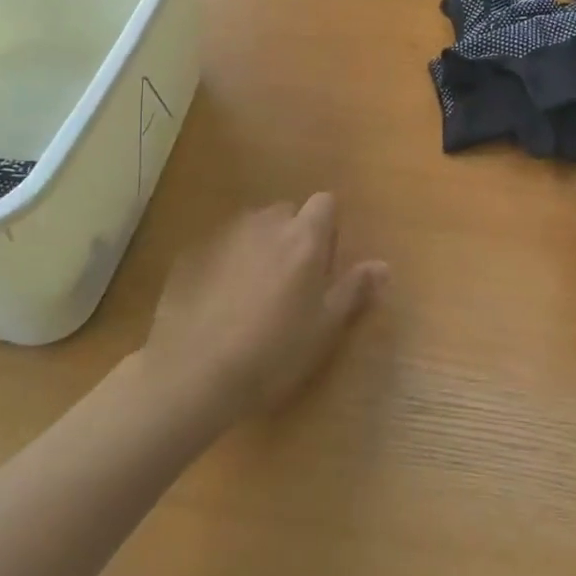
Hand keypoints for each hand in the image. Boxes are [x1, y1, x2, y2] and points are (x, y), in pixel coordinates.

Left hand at [139, 194, 387, 428]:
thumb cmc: (273, 352)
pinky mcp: (192, 255)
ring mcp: (224, 237)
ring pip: (252, 228)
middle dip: (294, 235)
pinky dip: (228, 263)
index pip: (325, 202)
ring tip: (256, 292)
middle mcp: (265, 224)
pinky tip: (221, 302)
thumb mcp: (324, 327)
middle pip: (287, 212)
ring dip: (260, 247)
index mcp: (303, 238)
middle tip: (294, 281)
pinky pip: (222, 248)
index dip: (328, 227)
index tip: (326, 262)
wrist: (193, 372)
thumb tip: (383, 265)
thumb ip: (354, 289)